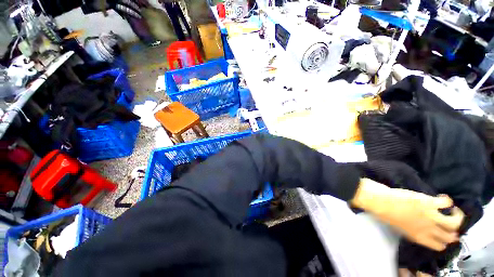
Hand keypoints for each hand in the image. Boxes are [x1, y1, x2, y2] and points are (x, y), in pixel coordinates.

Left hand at [351, 179, 464, 250]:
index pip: (439, 247)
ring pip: (455, 223)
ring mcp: (430, 216)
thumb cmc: (385, 213)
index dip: (444, 241)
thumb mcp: (401, 228)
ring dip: (457, 216)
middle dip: (453, 231)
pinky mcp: (429, 203)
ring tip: (453, 210)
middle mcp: (428, 230)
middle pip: (451, 237)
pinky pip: (447, 203)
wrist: (379, 201)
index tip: (444, 233)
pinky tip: (443, 199)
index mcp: (419, 237)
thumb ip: (414, 231)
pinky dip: (448, 200)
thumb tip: (422, 228)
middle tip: (451, 221)